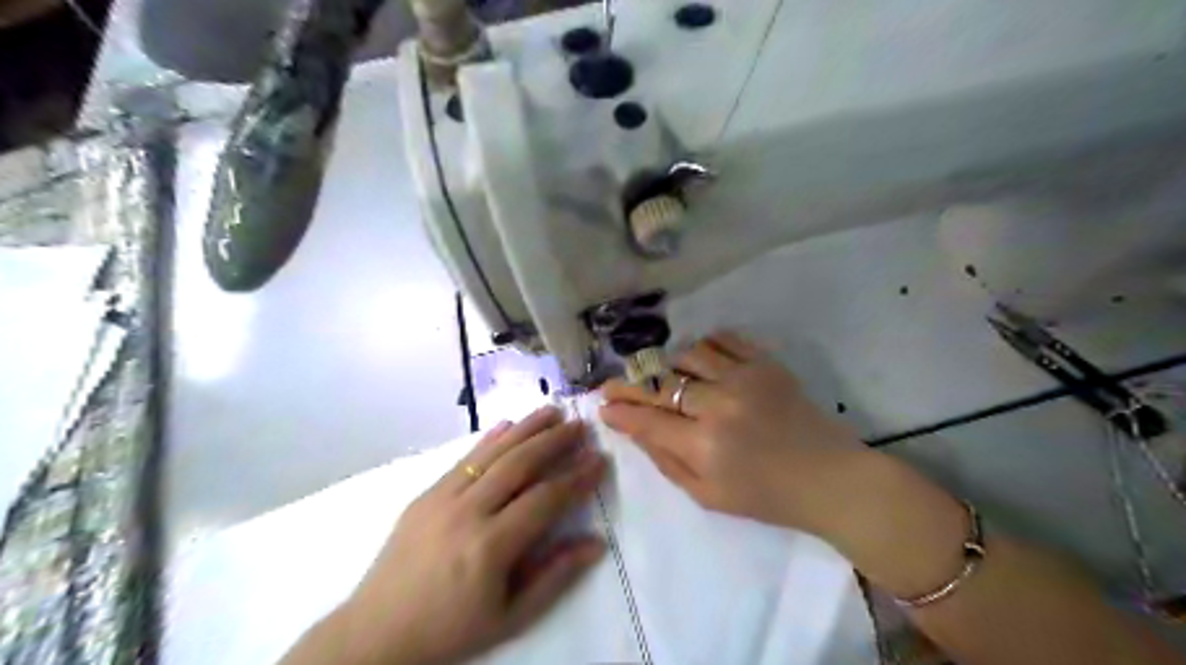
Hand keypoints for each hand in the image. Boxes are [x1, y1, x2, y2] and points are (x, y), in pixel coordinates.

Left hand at [333, 406, 609, 664]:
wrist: (377, 632)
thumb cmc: (451, 629)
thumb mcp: (511, 617)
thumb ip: (555, 576)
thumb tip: (596, 543)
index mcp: (490, 546)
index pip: (545, 499)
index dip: (576, 477)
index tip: (599, 459)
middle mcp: (467, 512)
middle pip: (519, 464)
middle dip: (554, 441)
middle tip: (580, 425)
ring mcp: (441, 498)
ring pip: (491, 453)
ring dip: (525, 428)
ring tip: (552, 411)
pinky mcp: (425, 494)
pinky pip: (462, 458)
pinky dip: (488, 439)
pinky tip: (507, 424)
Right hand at [604, 330, 867, 538]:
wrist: (829, 478)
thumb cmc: (766, 497)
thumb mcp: (707, 496)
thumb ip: (665, 460)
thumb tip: (632, 429)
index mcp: (704, 444)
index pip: (646, 419)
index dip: (619, 410)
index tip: (602, 404)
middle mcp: (719, 404)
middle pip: (660, 383)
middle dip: (629, 384)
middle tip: (614, 384)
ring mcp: (744, 377)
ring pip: (686, 354)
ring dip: (665, 363)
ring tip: (659, 374)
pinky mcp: (766, 363)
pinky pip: (723, 339)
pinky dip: (703, 344)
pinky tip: (696, 357)